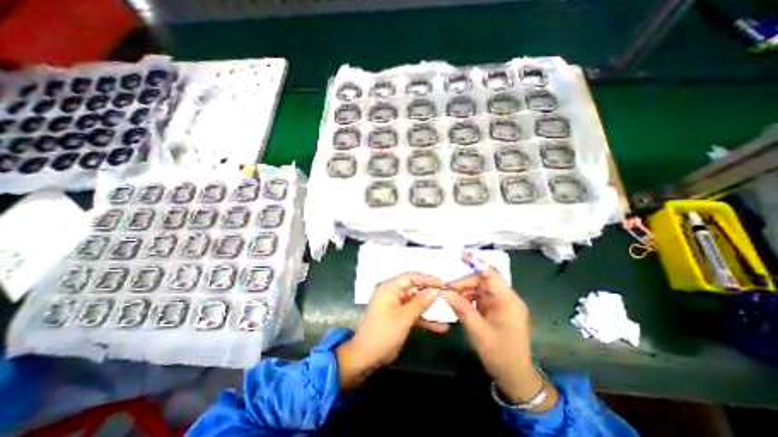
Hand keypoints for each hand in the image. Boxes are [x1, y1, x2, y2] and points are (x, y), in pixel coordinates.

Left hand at [336, 273, 450, 388]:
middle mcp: (393, 293)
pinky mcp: (400, 317)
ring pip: (417, 302)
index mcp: (390, 288)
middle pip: (415, 289)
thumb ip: (420, 303)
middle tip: (448, 295)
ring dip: (431, 308)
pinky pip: (415, 314)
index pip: (410, 277)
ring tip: (448, 311)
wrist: (366, 357)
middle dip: (431, 293)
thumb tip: (435, 290)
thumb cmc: (383, 333)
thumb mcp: (404, 317)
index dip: (426, 278)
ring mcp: (397, 306)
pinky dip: (426, 319)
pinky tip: (441, 327)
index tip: (443, 282)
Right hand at [440, 254, 555, 407]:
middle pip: (483, 281)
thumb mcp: (477, 330)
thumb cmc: (499, 353)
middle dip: (465, 283)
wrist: (515, 376)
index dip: (476, 263)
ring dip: (465, 291)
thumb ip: (461, 307)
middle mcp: (507, 298)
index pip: (491, 274)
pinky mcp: (497, 310)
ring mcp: (502, 304)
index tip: (460, 255)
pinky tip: (459, 303)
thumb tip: (444, 290)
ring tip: (450, 297)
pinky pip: (481, 298)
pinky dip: (469, 298)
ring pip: (481, 289)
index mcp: (508, 300)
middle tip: (447, 289)